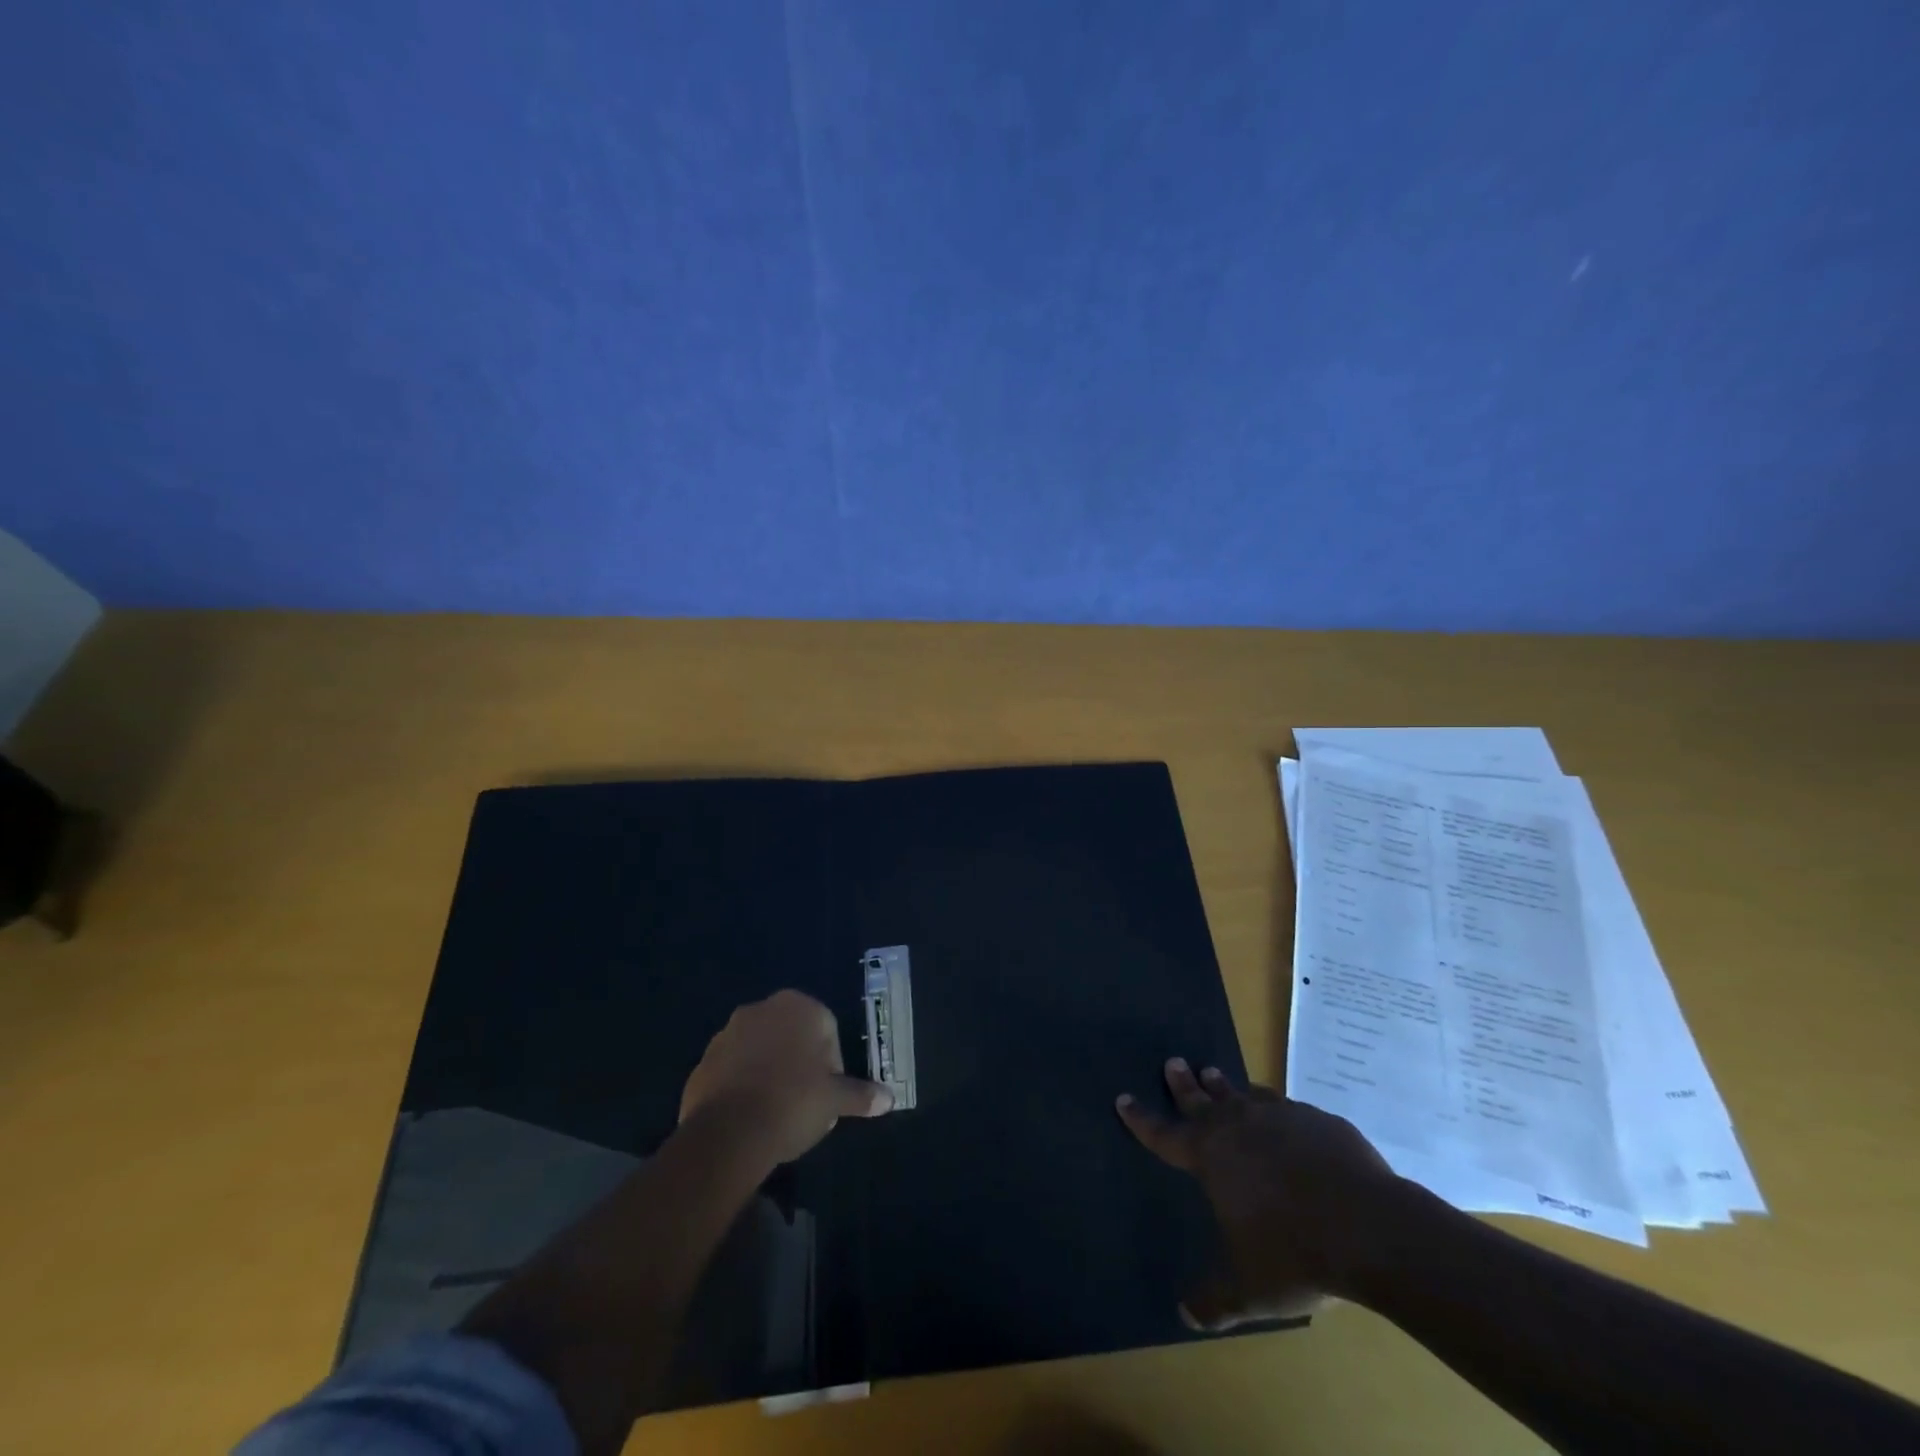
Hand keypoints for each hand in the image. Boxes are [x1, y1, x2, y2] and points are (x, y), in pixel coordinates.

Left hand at [680, 990, 892, 1166]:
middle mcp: (761, 1009)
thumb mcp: (834, 1101)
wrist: (728, 1133)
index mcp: (798, 1006)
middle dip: (799, 1062)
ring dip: (769, 1072)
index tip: (828, 1092)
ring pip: (760, 1050)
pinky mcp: (703, 1060)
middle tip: (805, 1100)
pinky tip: (749, 1117)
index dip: (831, 1062)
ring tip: (775, 1111)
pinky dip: (742, 1086)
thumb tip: (889, 1098)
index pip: (826, 1028)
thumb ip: (860, 1095)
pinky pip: (732, 1070)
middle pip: (791, 1035)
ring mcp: (727, 1033)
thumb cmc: (793, 1102)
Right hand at [1117, 1059, 1401, 1328]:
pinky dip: (1277, 1111)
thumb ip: (1214, 1300)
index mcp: (1211, 1157)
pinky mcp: (1319, 1120)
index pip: (1164, 1135)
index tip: (1123, 1098)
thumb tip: (1184, 1315)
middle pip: (1202, 1100)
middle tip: (1174, 1062)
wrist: (1371, 1228)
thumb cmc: (1295, 1255)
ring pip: (1244, 1096)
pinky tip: (1286, 1118)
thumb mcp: (1249, 1290)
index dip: (1141, 1119)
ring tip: (1218, 1076)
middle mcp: (1239, 1127)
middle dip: (1184, 1084)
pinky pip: (1288, 1109)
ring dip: (1228, 1089)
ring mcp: (1280, 1117)